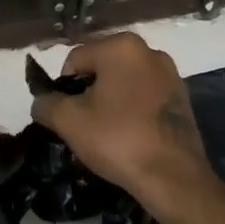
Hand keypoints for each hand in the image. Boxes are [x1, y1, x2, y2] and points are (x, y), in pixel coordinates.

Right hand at [30, 33, 212, 202]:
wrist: (172, 176)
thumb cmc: (117, 139)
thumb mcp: (68, 121)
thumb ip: (45, 103)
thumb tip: (42, 101)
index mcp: (121, 47)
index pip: (74, 60)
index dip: (63, 88)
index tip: (65, 116)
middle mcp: (149, 51)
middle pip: (101, 68)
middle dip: (88, 93)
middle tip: (83, 125)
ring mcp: (170, 74)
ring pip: (123, 83)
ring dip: (110, 101)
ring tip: (106, 132)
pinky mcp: (182, 97)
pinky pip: (144, 96)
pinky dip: (132, 110)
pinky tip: (129, 135)